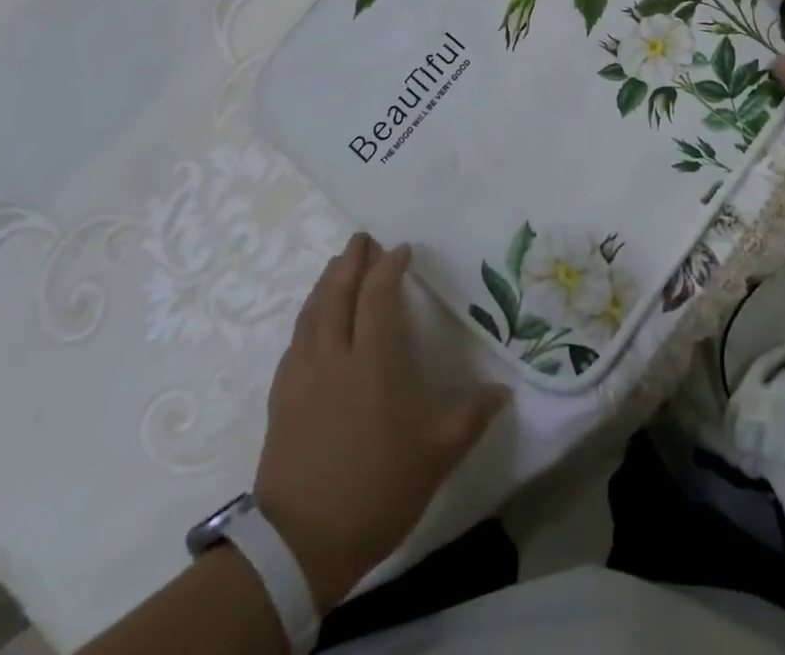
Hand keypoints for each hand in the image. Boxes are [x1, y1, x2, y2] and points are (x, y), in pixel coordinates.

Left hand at [254, 234, 509, 613]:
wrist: (298, 546)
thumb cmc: (375, 491)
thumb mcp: (434, 458)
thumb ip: (470, 418)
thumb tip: (503, 391)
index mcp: (371, 363)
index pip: (377, 296)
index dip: (389, 267)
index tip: (402, 250)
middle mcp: (332, 357)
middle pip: (336, 293)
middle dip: (350, 261)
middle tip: (362, 238)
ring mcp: (301, 376)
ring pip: (311, 313)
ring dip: (325, 282)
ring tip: (337, 266)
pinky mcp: (281, 398)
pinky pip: (294, 341)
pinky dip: (307, 317)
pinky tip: (312, 320)